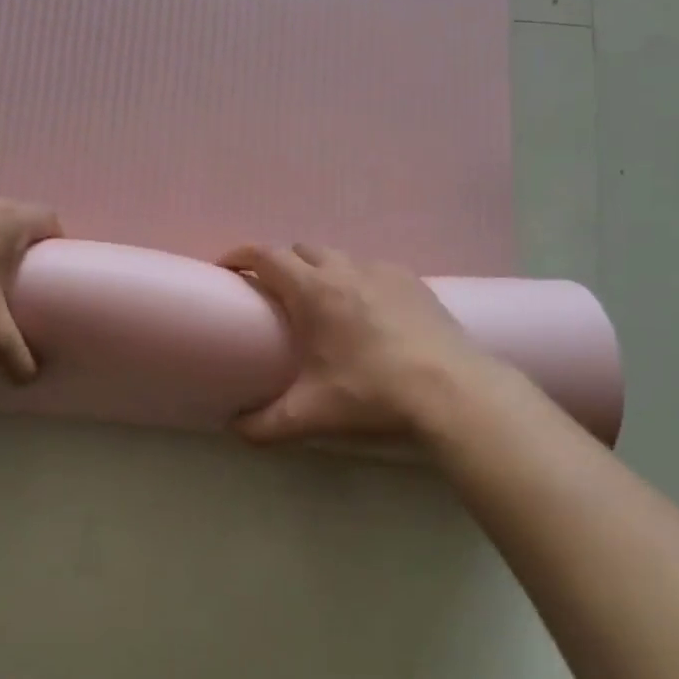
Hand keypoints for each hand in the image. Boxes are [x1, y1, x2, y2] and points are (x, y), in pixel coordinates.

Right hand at [220, 243, 487, 441]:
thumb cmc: (372, 394)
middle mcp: (345, 270)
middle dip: (279, 263)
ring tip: (318, 302)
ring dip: (318, 269)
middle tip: (271, 293)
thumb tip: (234, 429)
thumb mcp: (309, 415)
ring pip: (337, 256)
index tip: (225, 268)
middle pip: (300, 249)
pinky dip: (355, 278)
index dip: (239, 255)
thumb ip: (263, 425)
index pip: (265, 255)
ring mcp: (383, 271)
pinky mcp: (413, 281)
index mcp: (313, 291)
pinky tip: (364, 309)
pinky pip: (371, 268)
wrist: (453, 391)